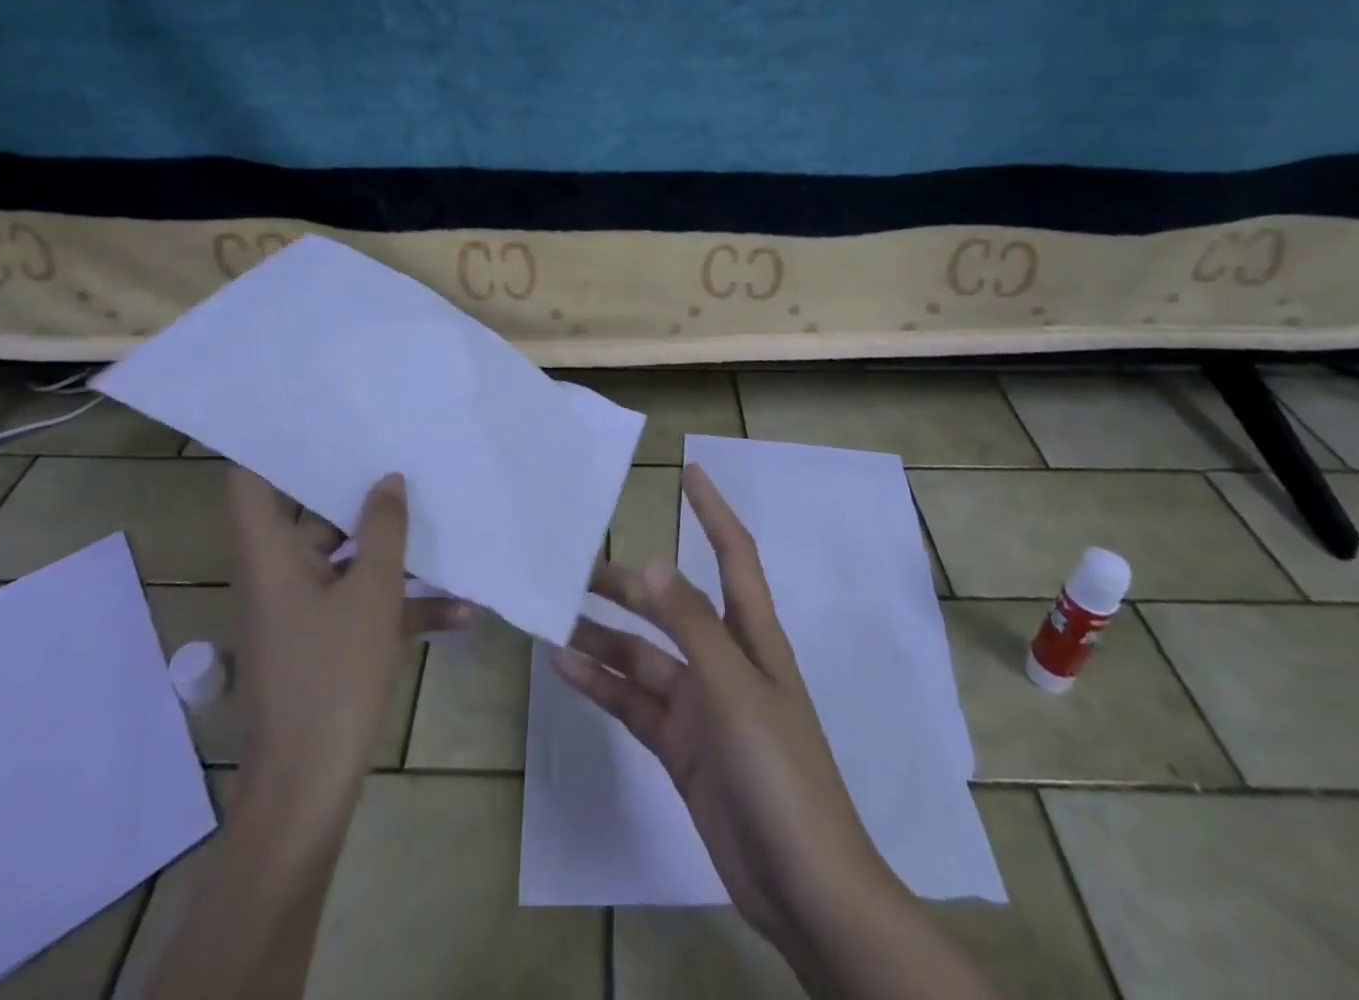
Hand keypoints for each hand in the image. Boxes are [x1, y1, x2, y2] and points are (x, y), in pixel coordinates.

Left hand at [227, 468, 468, 817]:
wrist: (312, 784)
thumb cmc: (333, 675)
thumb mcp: (371, 593)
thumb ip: (383, 531)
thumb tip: (387, 480)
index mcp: (272, 557)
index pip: (249, 484)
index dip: (270, 446)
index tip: (311, 416)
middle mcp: (281, 575)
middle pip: (309, 516)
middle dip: (353, 490)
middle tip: (393, 451)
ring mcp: (305, 611)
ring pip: (346, 561)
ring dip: (390, 551)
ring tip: (436, 517)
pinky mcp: (327, 642)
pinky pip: (363, 606)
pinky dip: (401, 605)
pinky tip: (460, 611)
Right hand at [552, 464, 883, 945]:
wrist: (803, 885)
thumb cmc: (779, 771)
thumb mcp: (735, 689)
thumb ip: (692, 626)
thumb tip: (653, 562)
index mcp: (752, 638)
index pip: (734, 556)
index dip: (713, 512)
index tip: (688, 472)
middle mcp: (725, 661)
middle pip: (672, 607)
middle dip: (631, 585)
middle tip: (577, 568)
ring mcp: (701, 705)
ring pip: (644, 656)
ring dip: (604, 637)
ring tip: (555, 617)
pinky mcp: (680, 745)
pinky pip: (633, 701)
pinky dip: (600, 684)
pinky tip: (564, 667)